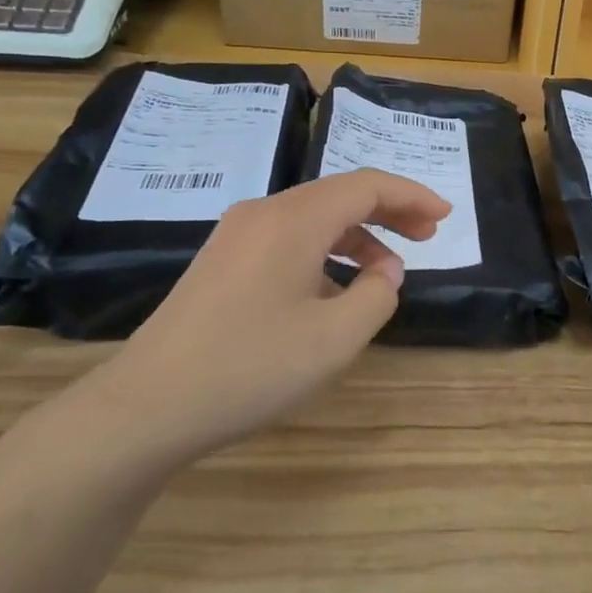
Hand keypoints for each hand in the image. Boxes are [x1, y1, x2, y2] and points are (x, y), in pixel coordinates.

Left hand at [80, 169, 450, 468]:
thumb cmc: (250, 367)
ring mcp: (236, 236)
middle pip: (339, 195)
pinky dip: (324, 252)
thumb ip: (377, 295)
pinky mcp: (221, 262)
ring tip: (387, 269)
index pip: (366, 186)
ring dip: (357, 235)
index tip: (445, 216)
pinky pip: (287, 240)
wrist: (146, 406)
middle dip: (389, 211)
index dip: (411, 196)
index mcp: (294, 220)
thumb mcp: (335, 339)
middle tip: (428, 234)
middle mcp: (264, 213)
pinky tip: (334, 290)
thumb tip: (385, 270)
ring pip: (313, 218)